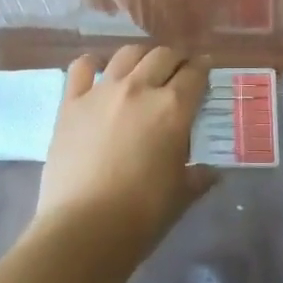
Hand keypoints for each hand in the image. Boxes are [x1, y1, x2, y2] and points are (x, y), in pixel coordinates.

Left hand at [35, 45, 212, 256]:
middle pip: (163, 55)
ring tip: (143, 67)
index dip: (203, 68)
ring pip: (127, 54)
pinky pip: (82, 67)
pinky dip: (93, 63)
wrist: (84, 228)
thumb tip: (211, 173)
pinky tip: (98, 69)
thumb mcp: (181, 195)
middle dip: (176, 58)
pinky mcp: (71, 103)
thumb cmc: (142, 215)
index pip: (195, 74)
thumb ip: (198, 177)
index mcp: (173, 109)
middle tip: (178, 69)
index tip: (205, 69)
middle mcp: (139, 89)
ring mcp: (101, 92)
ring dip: (141, 56)